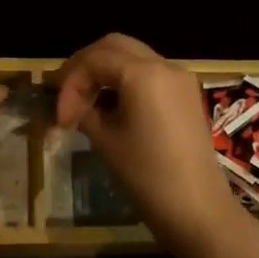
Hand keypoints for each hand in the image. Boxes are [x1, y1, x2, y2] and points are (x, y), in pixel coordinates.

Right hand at [53, 33, 240, 252]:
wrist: (198, 211)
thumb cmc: (147, 176)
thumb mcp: (106, 141)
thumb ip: (83, 112)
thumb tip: (69, 107)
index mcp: (143, 72)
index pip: (94, 60)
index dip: (70, 84)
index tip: (59, 118)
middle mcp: (164, 64)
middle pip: (114, 46)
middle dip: (86, 65)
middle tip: (66, 93)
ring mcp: (180, 78)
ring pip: (133, 56)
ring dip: (105, 71)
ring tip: (85, 101)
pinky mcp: (186, 94)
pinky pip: (150, 72)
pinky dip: (126, 79)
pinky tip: (111, 105)